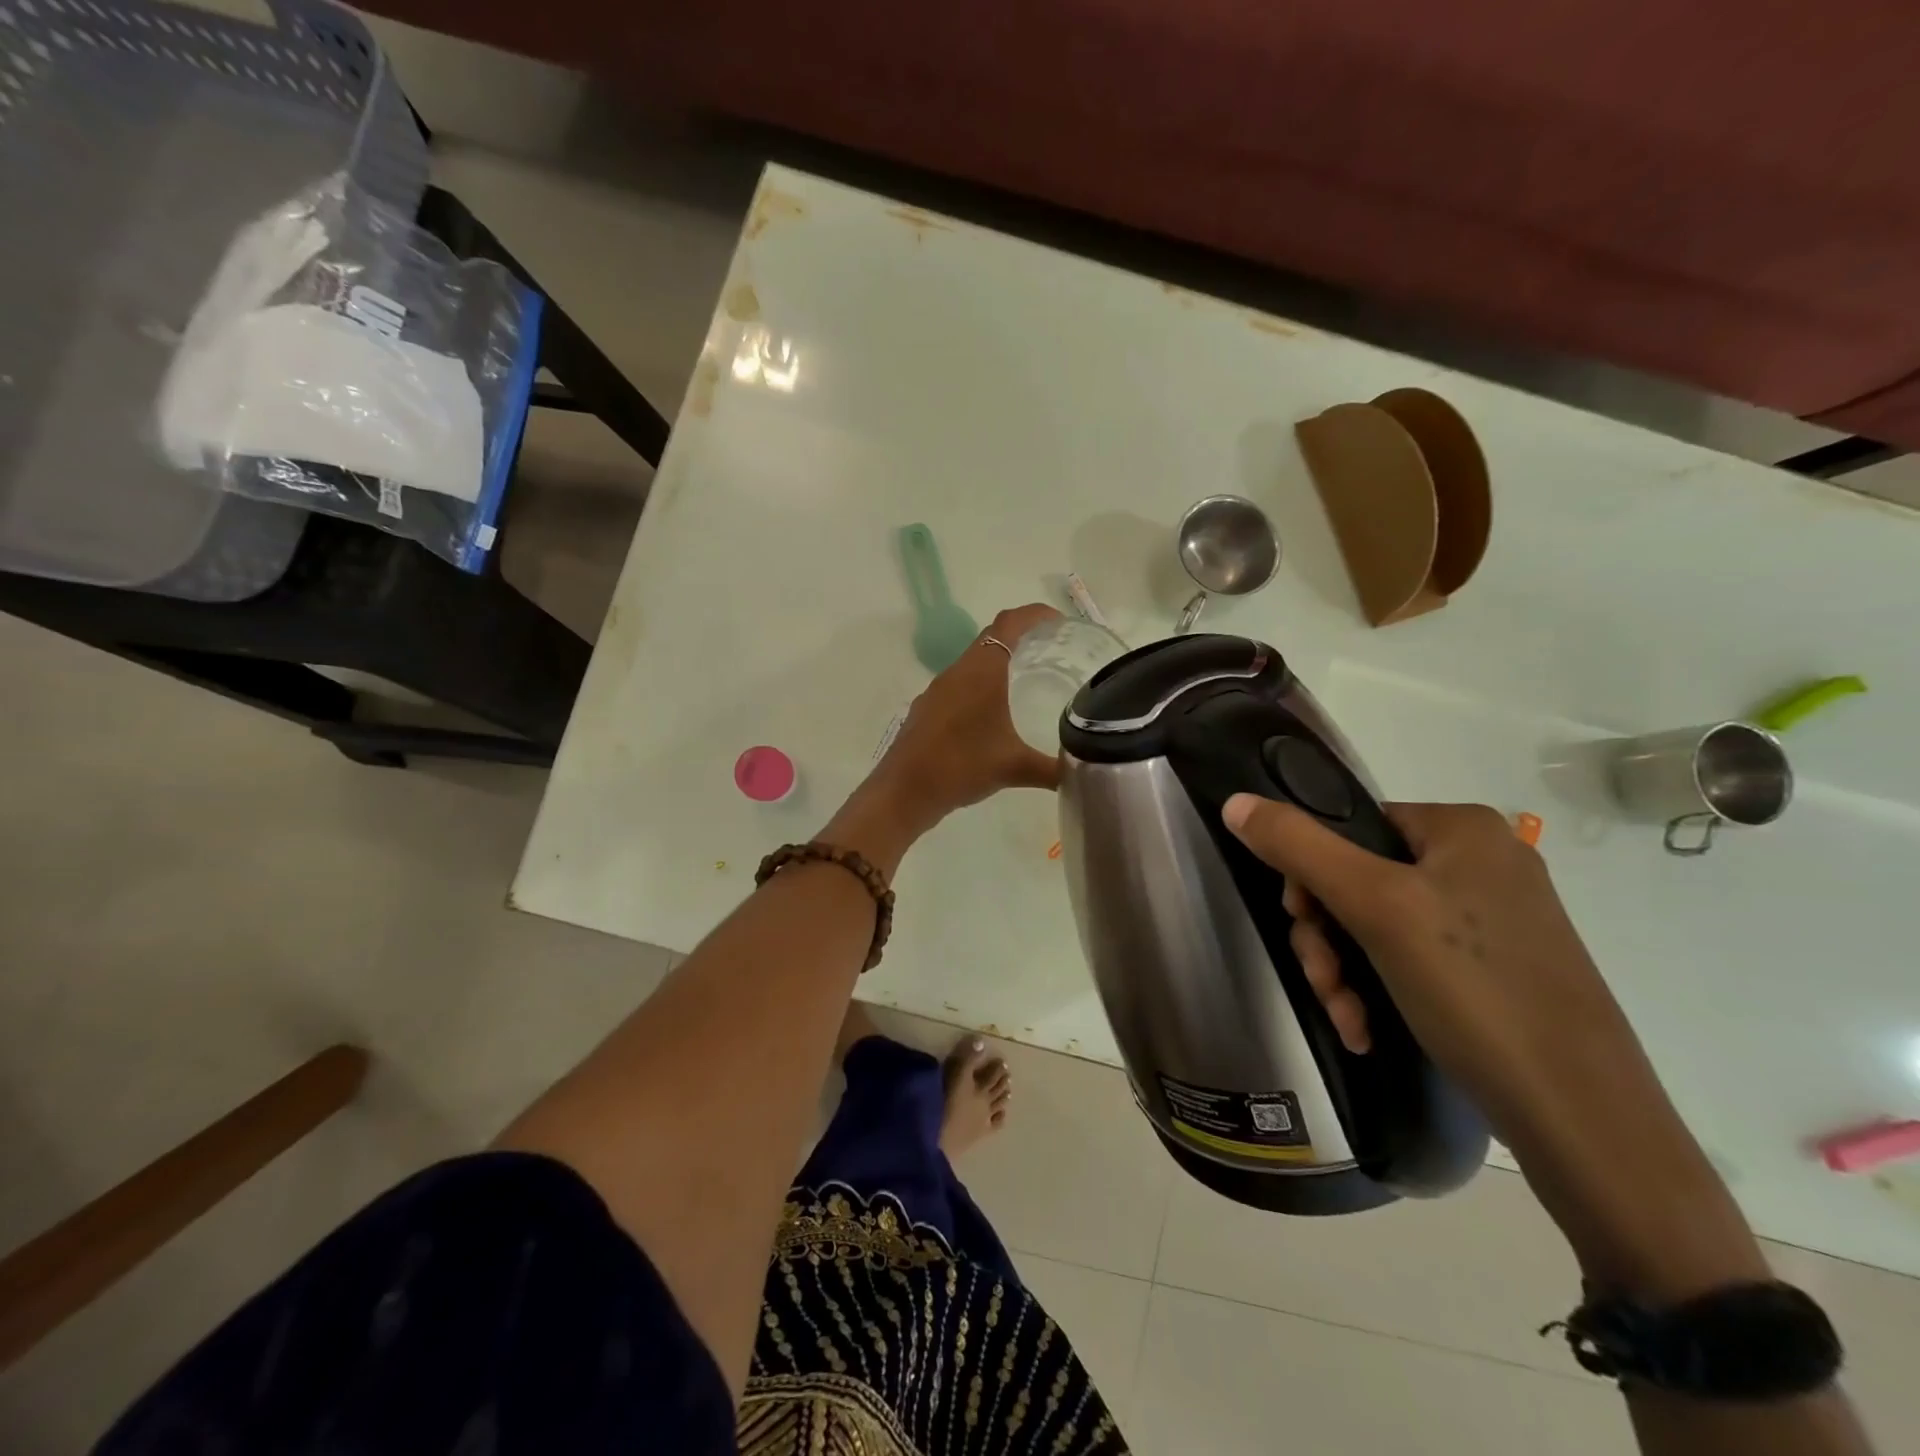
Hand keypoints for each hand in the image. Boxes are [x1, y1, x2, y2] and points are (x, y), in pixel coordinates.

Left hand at [871, 604, 1063, 825]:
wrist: (903, 792)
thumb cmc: (961, 767)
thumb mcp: (1014, 768)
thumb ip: (1052, 769)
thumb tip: (1082, 772)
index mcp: (981, 672)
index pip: (1009, 624)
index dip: (1034, 614)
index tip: (1058, 621)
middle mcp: (957, 672)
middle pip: (990, 639)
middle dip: (1019, 636)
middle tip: (1050, 649)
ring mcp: (937, 691)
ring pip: (972, 663)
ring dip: (997, 663)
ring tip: (1025, 680)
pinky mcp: (926, 710)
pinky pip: (958, 685)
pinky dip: (979, 687)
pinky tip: (990, 715)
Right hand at [1219, 796, 1641, 1137]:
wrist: (1582, 1118)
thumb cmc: (1475, 989)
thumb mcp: (1375, 907)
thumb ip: (1299, 846)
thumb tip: (1235, 801)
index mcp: (1462, 829)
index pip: (1350, 825)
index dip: (1311, 872)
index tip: (1302, 922)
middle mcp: (1481, 862)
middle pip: (1358, 877)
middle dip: (1327, 936)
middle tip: (1324, 982)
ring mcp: (1492, 918)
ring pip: (1377, 924)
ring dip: (1345, 970)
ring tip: (1346, 1015)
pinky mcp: (1495, 968)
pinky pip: (1410, 958)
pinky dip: (1378, 989)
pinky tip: (1366, 1028)